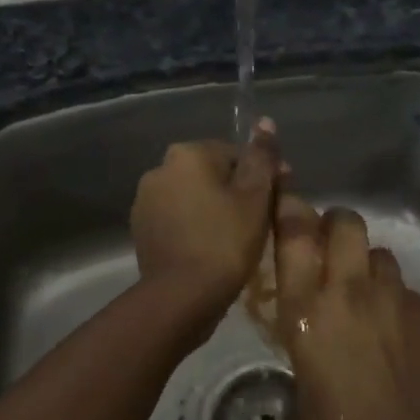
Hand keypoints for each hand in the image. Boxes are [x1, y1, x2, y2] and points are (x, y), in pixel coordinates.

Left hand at [130, 121, 281, 322]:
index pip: (235, 154)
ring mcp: (146, 200)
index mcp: (187, 154)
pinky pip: (177, 219)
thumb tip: (265, 122)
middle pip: (212, 174)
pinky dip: (195, 228)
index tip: (277, 201)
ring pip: (193, 197)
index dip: (261, 177)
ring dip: (214, 209)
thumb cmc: (225, 241)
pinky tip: (212, 250)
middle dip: (236, 192)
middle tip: (261, 223)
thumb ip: (261, 157)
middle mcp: (160, 169)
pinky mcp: (141, 229)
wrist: (181, 297)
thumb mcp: (255, 196)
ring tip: (237, 240)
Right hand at [273, 197, 419, 419]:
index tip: (286, 198)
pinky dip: (396, 300)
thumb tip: (306, 335)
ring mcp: (392, 297)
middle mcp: (348, 290)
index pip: (295, 234)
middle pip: (345, 222)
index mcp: (307, 309)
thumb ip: (302, 344)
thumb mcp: (300, 386)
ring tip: (368, 295)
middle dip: (336, 224)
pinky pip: (405, 289)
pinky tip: (396, 333)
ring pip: (379, 253)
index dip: (289, 206)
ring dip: (368, 265)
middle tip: (332, 247)